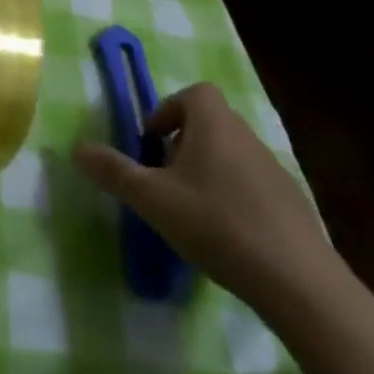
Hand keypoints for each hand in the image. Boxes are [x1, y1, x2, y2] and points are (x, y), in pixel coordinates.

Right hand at [73, 83, 349, 327]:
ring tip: (191, 210)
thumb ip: (113, 171)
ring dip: (208, 170)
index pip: (195, 93)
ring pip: (232, 154)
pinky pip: (253, 184)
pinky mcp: (293, 203)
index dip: (169, 110)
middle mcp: (247, 137)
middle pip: (212, 122)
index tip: (152, 143)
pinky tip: (225, 235)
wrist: (298, 281)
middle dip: (183, 143)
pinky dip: (234, 196)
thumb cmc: (216, 224)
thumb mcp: (152, 199)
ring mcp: (275, 169)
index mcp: (215, 125)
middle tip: (164, 179)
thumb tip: (76, 147)